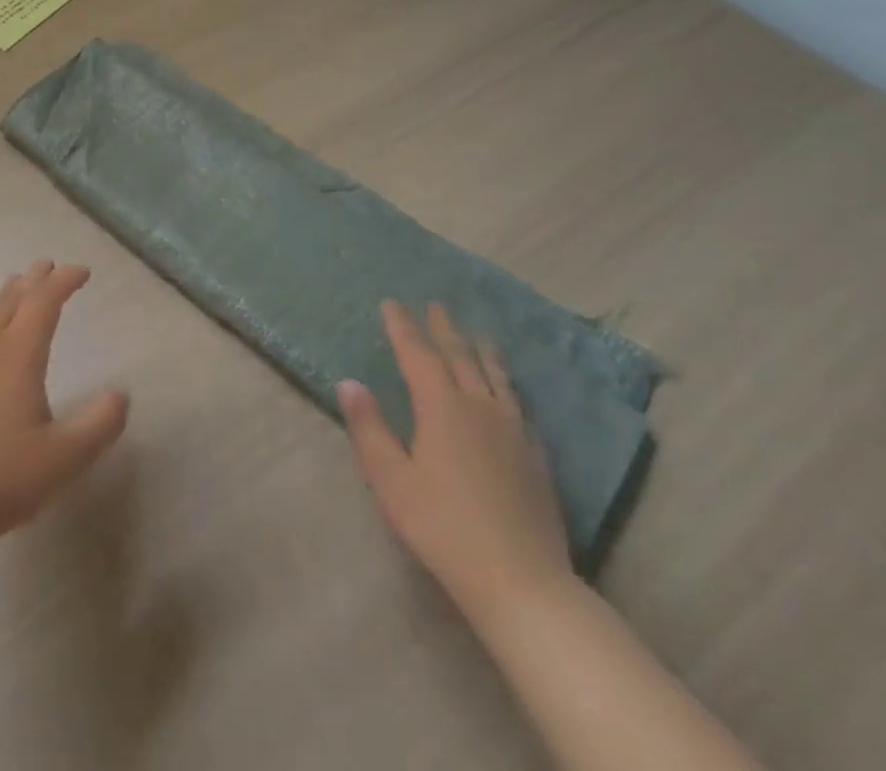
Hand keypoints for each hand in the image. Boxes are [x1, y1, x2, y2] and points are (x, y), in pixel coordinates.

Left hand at [0, 261, 128, 551]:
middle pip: (12, 299)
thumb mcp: (64, 459)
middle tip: (47, 266)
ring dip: (7, 298)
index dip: (64, 281)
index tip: (82, 272)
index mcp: (17, 354)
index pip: (44, 301)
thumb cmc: (0, 479)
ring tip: (18, 291)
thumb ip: (99, 425)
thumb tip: (121, 395)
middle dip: (34, 279)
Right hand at [337, 301, 573, 628]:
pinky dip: (508, 385)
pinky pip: (519, 405)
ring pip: (496, 377)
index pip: (417, 354)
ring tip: (478, 333)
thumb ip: (369, 427)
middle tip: (435, 304)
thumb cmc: (443, 526)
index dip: (403, 327)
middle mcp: (479, 407)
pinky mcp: (536, 457)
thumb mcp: (391, 479)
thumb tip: (350, 382)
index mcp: (441, 407)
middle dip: (444, 328)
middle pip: (460, 357)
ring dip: (482, 350)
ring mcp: (513, 431)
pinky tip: (509, 391)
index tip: (391, 303)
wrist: (522, 582)